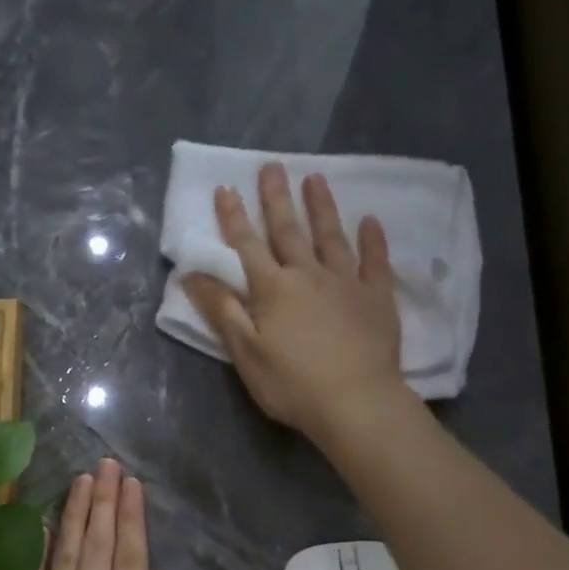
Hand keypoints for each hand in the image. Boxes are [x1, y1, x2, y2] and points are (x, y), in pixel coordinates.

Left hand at [1, 459, 208, 569]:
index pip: (130, 562)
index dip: (131, 520)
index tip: (132, 486)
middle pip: (96, 549)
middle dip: (103, 503)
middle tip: (106, 466)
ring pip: (63, 558)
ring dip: (72, 516)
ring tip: (80, 481)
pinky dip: (34, 554)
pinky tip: (38, 526)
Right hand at [182, 162, 407, 443]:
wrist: (356, 403)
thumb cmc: (292, 385)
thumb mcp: (245, 353)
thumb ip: (222, 310)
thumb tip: (191, 275)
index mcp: (272, 289)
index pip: (247, 245)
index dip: (233, 217)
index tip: (225, 188)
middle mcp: (308, 275)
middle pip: (288, 231)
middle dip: (276, 199)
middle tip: (272, 166)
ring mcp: (346, 283)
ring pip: (331, 237)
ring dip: (321, 207)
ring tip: (315, 178)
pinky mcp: (377, 298)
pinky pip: (375, 262)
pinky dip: (372, 240)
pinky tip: (370, 221)